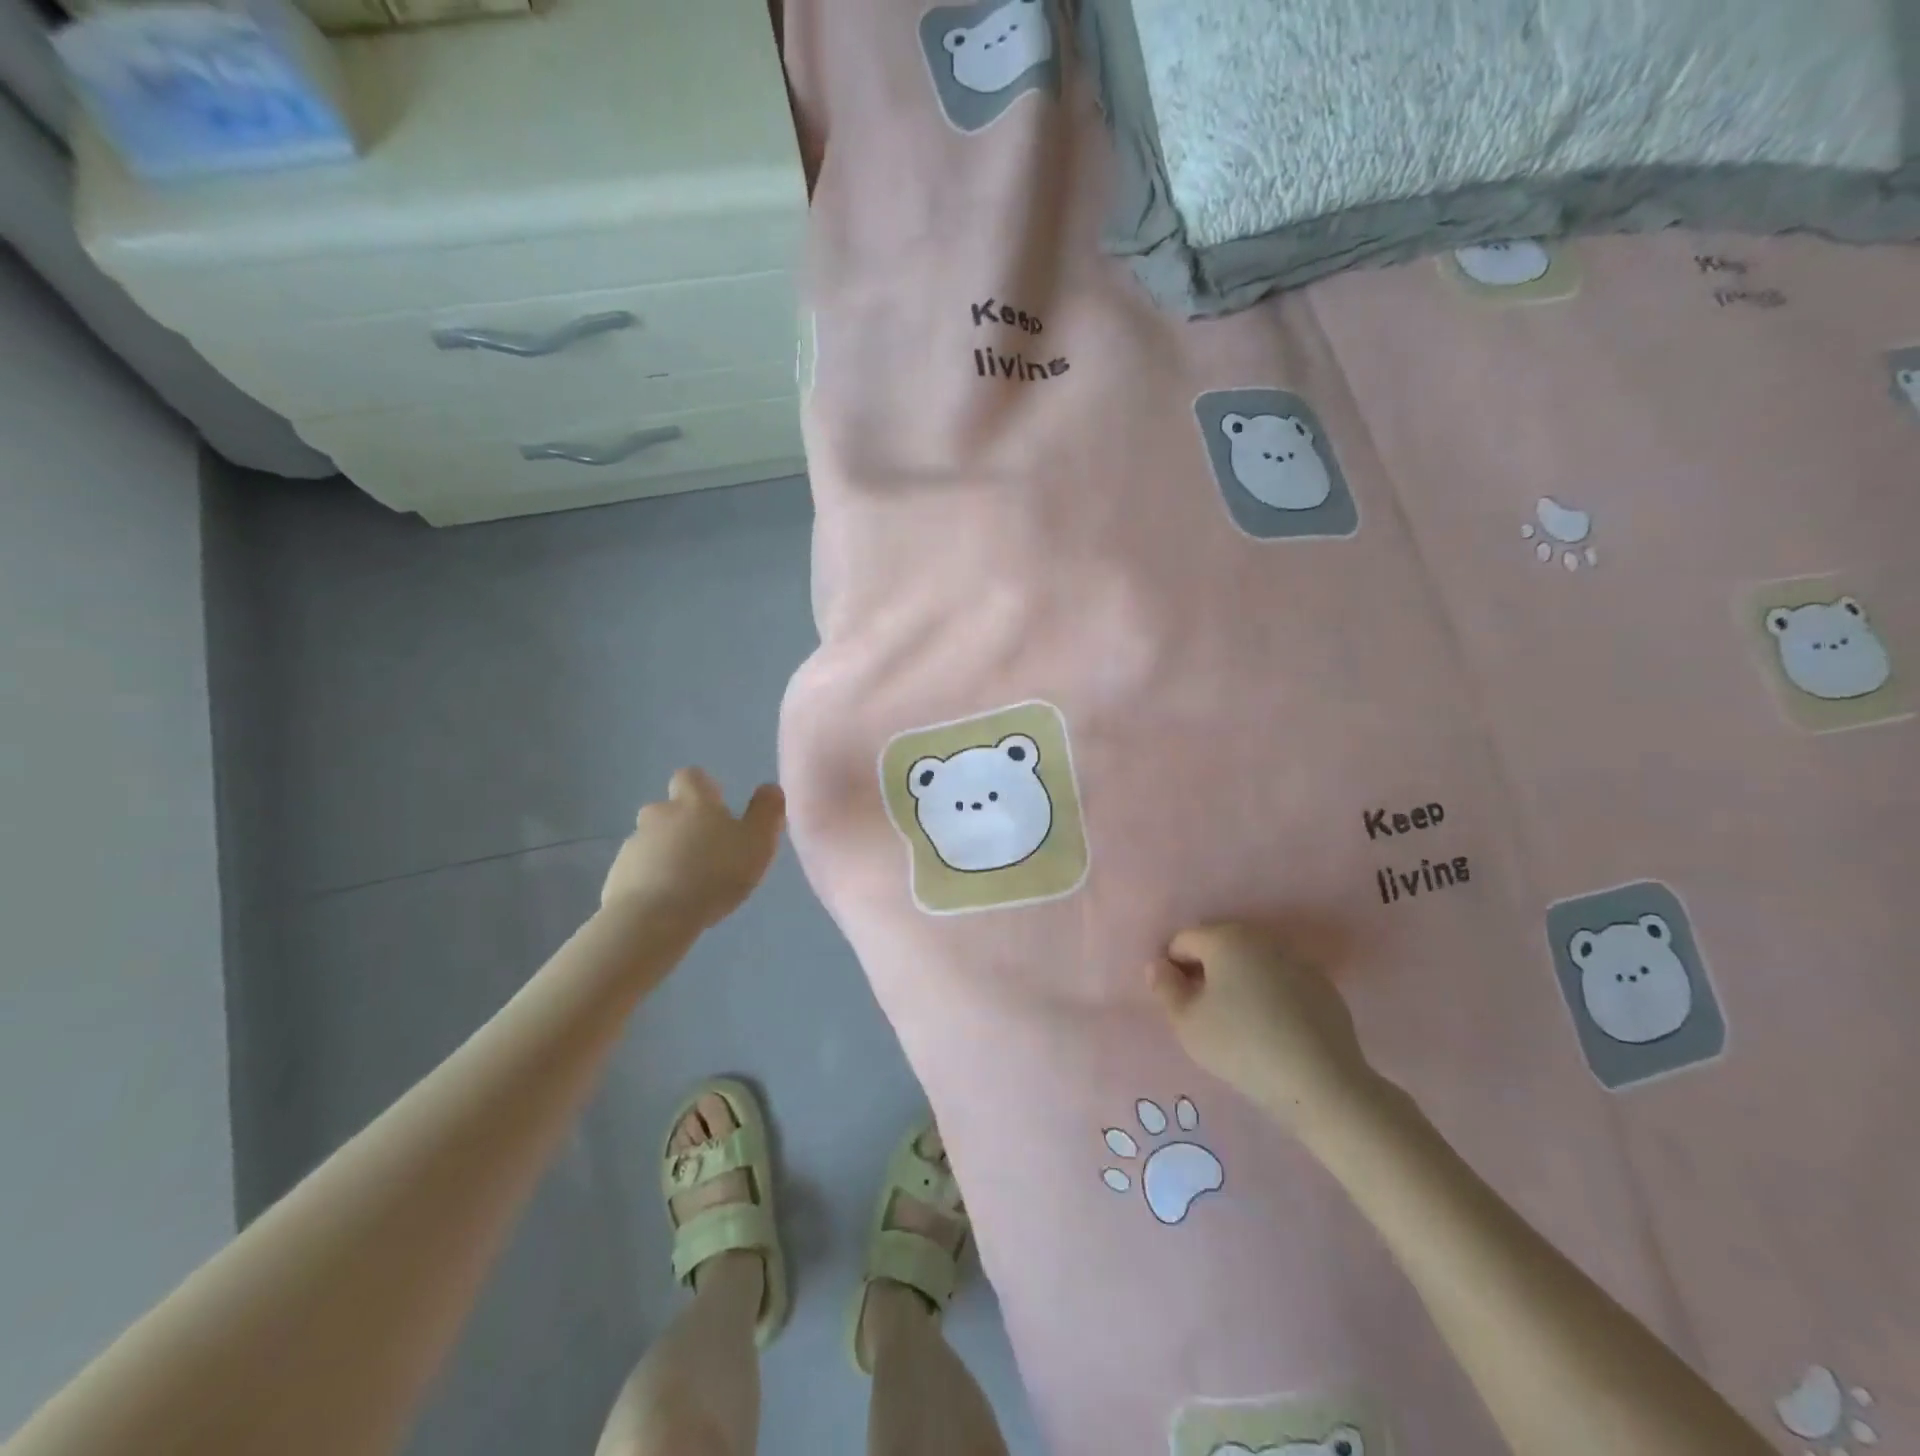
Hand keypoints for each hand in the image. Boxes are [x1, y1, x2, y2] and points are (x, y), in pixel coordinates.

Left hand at [601, 768, 784, 929]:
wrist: (653, 918)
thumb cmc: (714, 874)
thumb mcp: (757, 843)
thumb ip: (766, 812)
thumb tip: (769, 788)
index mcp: (694, 802)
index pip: (692, 777)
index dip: (704, 788)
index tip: (717, 807)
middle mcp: (659, 815)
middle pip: (668, 809)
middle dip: (683, 824)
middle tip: (706, 850)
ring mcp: (633, 845)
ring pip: (653, 841)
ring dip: (668, 853)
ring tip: (689, 883)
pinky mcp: (617, 876)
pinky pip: (638, 871)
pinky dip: (652, 880)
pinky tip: (668, 903)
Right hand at [1148, 923, 1376, 1130]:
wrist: (1321, 1082)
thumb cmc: (1241, 1046)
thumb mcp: (1186, 1023)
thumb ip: (1164, 987)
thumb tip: (1158, 966)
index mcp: (1224, 938)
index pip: (1182, 941)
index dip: (1172, 969)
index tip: (1178, 1004)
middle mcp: (1260, 937)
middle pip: (1219, 946)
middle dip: (1206, 971)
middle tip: (1205, 1013)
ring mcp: (1296, 959)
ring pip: (1251, 962)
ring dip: (1238, 981)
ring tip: (1239, 1022)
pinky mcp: (1322, 984)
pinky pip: (1281, 980)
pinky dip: (1269, 994)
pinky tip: (1272, 1029)